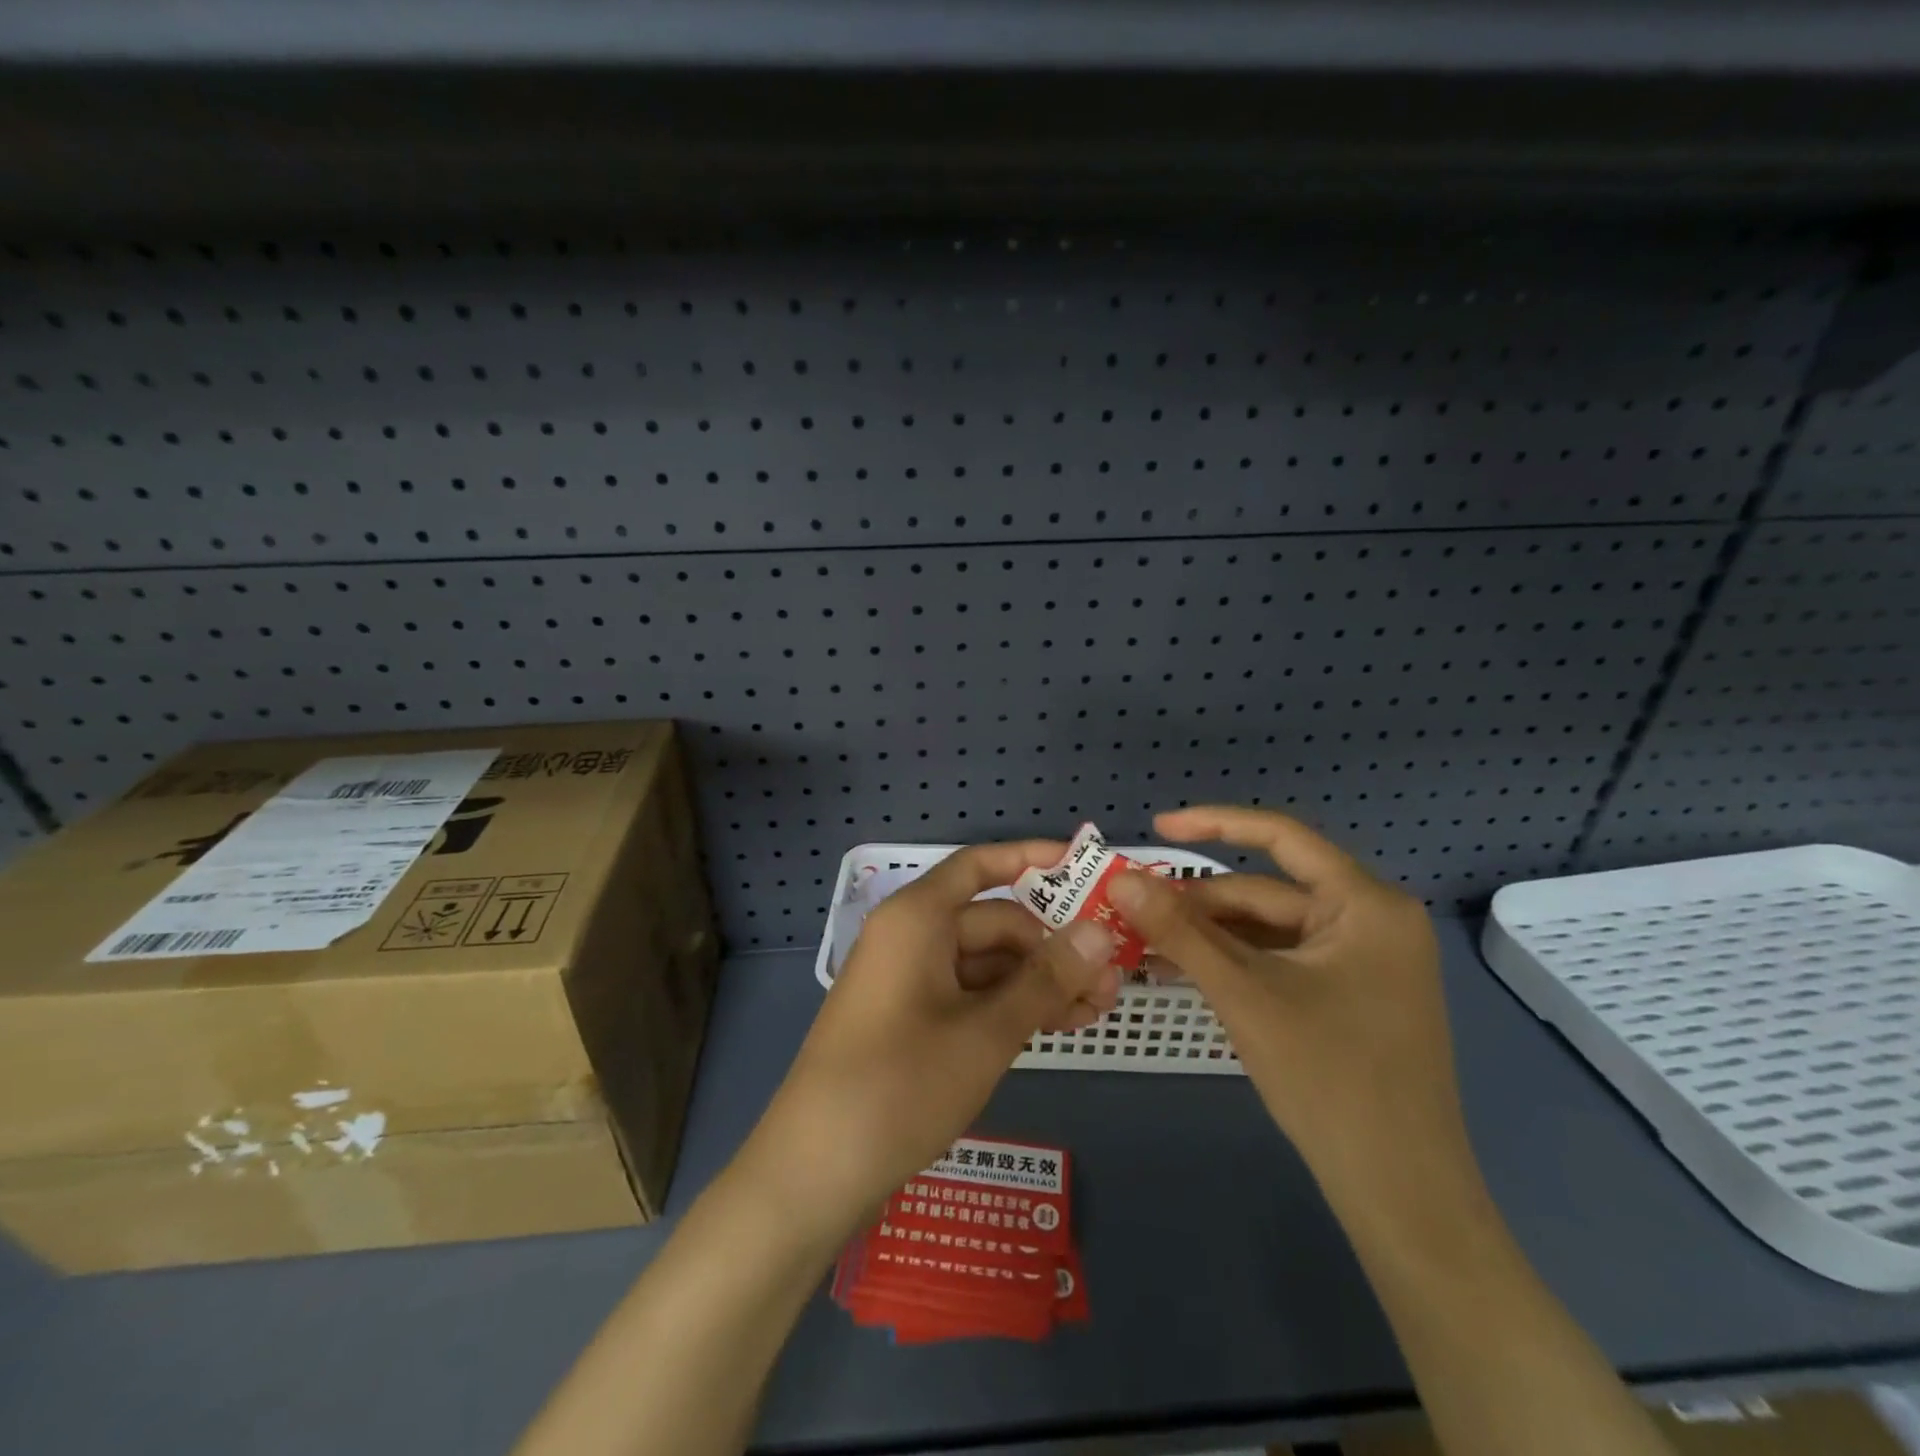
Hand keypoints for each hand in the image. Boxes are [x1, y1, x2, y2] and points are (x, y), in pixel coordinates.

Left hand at [743, 841, 1118, 1238]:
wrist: (814, 1172)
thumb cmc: (901, 1085)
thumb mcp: (987, 1032)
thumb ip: (1046, 979)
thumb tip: (1101, 931)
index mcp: (917, 918)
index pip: (980, 866)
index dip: (1031, 859)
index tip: (1084, 866)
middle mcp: (910, 938)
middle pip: (991, 921)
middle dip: (1051, 945)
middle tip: (1112, 977)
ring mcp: (908, 981)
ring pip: (985, 963)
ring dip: (1037, 981)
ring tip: (1098, 1009)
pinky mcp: (908, 1020)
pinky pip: (968, 995)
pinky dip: (1009, 1006)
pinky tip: (1055, 1026)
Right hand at [1109, 806, 1463, 1200]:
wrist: (1400, 1194)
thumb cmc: (1330, 1080)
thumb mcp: (1244, 995)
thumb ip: (1179, 932)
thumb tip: (1121, 881)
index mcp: (1366, 904)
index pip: (1281, 837)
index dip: (1213, 823)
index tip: (1156, 827)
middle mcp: (1372, 920)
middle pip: (1268, 892)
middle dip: (1199, 903)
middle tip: (1134, 911)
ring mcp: (1364, 961)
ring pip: (1270, 929)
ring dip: (1210, 936)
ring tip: (1147, 943)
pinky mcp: (1351, 995)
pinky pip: (1282, 961)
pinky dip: (1235, 963)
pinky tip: (1185, 970)